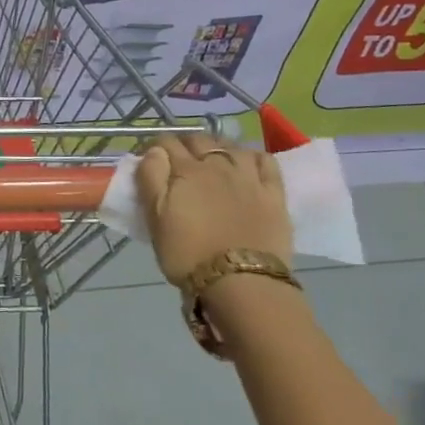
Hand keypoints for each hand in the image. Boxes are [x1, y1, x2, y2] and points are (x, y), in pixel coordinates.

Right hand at [136, 135, 291, 285]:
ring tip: (212, 160)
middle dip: (185, 144)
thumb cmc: (189, 254)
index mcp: (186, 170)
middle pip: (199, 140)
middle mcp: (218, 165)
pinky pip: (266, 161)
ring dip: (218, 147)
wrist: (242, 284)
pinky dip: (253, 156)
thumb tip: (154, 151)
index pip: (166, 143)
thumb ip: (151, 179)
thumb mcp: (155, 219)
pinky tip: (247, 164)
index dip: (155, 146)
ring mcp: (249, 177)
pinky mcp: (274, 193)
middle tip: (178, 160)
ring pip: (232, 146)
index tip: (149, 157)